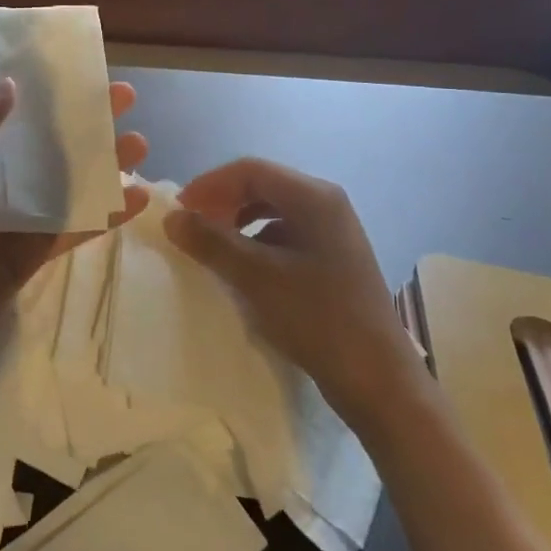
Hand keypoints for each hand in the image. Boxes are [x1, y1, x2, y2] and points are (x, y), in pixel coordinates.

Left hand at [0, 81, 147, 406]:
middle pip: (44, 147)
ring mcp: (10, 222)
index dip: (44, 94)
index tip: (80, 74)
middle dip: (82, 124)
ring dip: (101, 165)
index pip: (8, 115)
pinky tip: (138, 199)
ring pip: (64, 186)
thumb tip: (10, 86)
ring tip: (142, 144)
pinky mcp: (28, 258)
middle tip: (125, 101)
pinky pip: (69, 230)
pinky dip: (103, 216)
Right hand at [163, 158, 411, 409]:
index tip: (179, 211)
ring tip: (211, 247)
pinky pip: (285, 235)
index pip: (250, 170)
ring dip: (237, 222)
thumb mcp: (256, 277)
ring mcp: (333, 232)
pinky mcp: (333, 258)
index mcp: (314, 197)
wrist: (378, 379)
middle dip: (222, 202)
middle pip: (262, 186)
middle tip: (191, 227)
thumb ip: (211, 242)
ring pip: (272, 211)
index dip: (209, 185)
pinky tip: (242, 268)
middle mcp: (326, 204)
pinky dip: (256, 243)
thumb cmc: (317, 318)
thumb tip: (173, 217)